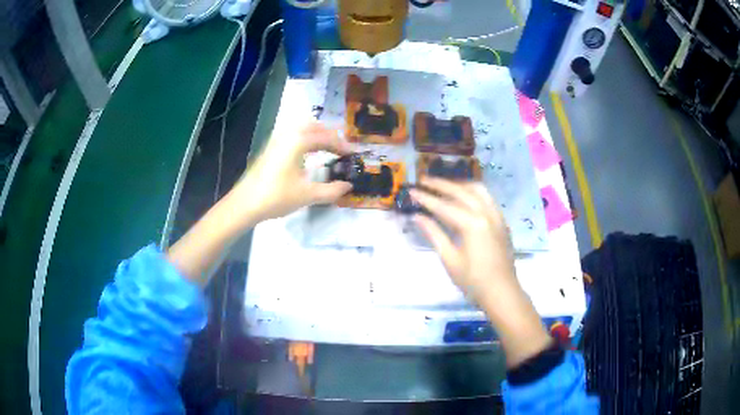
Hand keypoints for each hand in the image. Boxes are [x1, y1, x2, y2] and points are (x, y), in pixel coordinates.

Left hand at [229, 122, 353, 226]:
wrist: (245, 204)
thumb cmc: (276, 197)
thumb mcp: (307, 195)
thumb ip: (331, 191)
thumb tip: (348, 187)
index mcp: (298, 141)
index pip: (326, 137)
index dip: (342, 145)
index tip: (353, 154)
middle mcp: (287, 135)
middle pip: (313, 126)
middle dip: (329, 134)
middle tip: (341, 148)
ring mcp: (276, 140)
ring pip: (300, 128)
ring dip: (316, 134)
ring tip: (326, 147)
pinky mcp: (269, 148)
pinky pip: (292, 135)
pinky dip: (304, 138)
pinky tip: (306, 153)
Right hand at [410, 177, 516, 303]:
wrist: (502, 292)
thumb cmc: (473, 281)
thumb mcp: (450, 259)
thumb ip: (434, 234)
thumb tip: (417, 217)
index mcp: (472, 224)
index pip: (444, 206)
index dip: (426, 198)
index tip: (411, 191)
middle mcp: (486, 213)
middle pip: (461, 191)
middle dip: (440, 184)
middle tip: (423, 180)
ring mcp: (496, 215)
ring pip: (477, 190)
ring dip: (459, 184)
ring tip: (443, 185)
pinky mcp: (501, 221)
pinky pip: (487, 197)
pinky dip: (473, 192)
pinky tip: (464, 196)